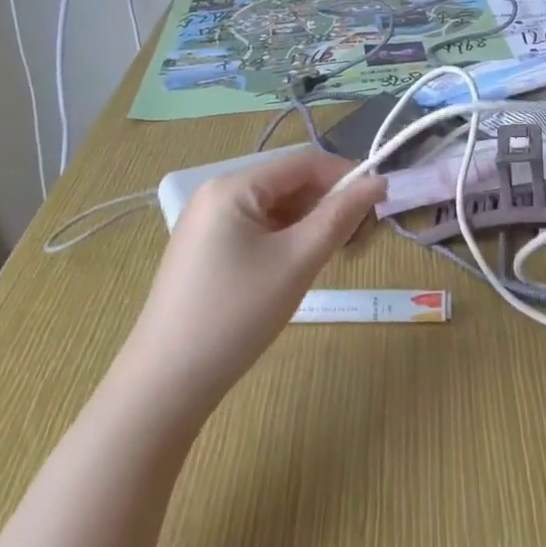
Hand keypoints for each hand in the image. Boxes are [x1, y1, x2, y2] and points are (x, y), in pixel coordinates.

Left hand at [119, 150, 385, 415]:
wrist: (165, 384)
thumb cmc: (237, 314)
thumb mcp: (297, 261)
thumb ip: (340, 216)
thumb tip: (378, 181)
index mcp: (233, 186)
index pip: (303, 162)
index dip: (345, 175)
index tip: (379, 201)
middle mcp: (216, 193)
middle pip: (287, 182)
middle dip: (326, 203)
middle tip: (357, 239)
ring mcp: (206, 223)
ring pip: (273, 208)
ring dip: (307, 223)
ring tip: (330, 256)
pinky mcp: (203, 250)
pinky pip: (255, 229)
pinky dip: (284, 239)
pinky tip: (295, 268)